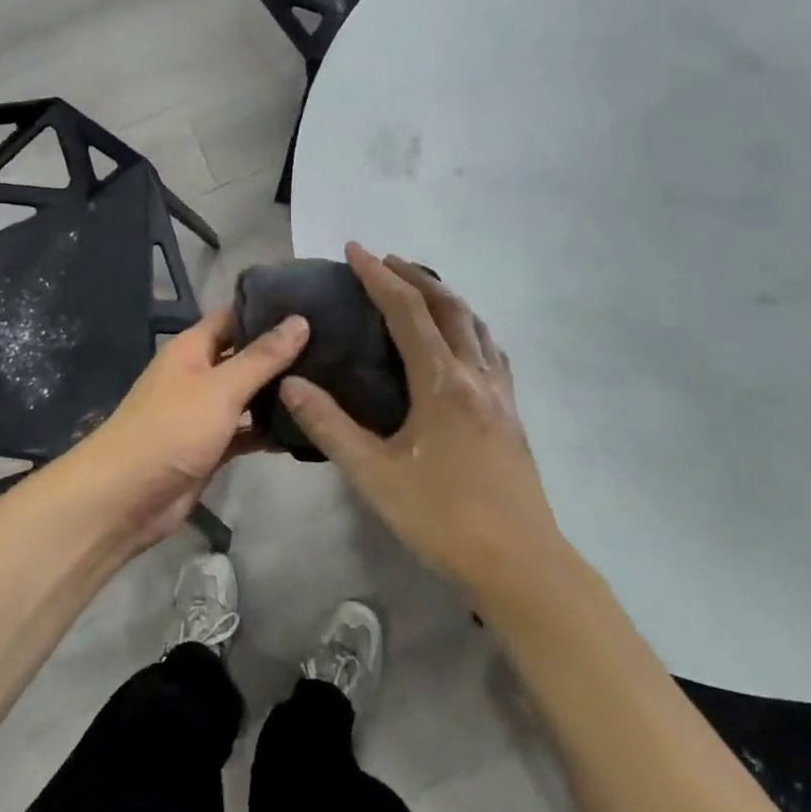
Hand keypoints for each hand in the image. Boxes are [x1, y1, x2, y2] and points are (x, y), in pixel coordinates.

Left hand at [85, 308, 308, 547]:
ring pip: (247, 395)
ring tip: (327, 383)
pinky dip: (268, 430)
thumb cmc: (171, 429)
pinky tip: (305, 428)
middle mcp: (199, 374)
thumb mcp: (221, 388)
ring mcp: (204, 412)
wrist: (125, 498)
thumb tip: (300, 320)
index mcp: (193, 348)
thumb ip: (262, 357)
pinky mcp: (211, 446)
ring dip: (278, 393)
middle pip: (245, 356)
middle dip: (281, 354)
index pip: (235, 316)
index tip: (312, 306)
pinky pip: (245, 431)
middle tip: (332, 346)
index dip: (268, 311)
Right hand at [279, 243, 564, 593]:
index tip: (355, 249)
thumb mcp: (375, 476)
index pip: (406, 311)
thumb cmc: (442, 519)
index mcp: (442, 382)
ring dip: (444, 297)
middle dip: (413, 276)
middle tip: (384, 260)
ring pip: (474, 324)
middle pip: (447, 306)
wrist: (519, 563)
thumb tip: (291, 385)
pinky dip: (468, 327)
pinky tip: (461, 342)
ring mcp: (500, 392)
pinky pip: (490, 350)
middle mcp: (475, 374)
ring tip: (418, 290)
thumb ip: (330, 427)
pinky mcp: (512, 412)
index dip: (378, 276)